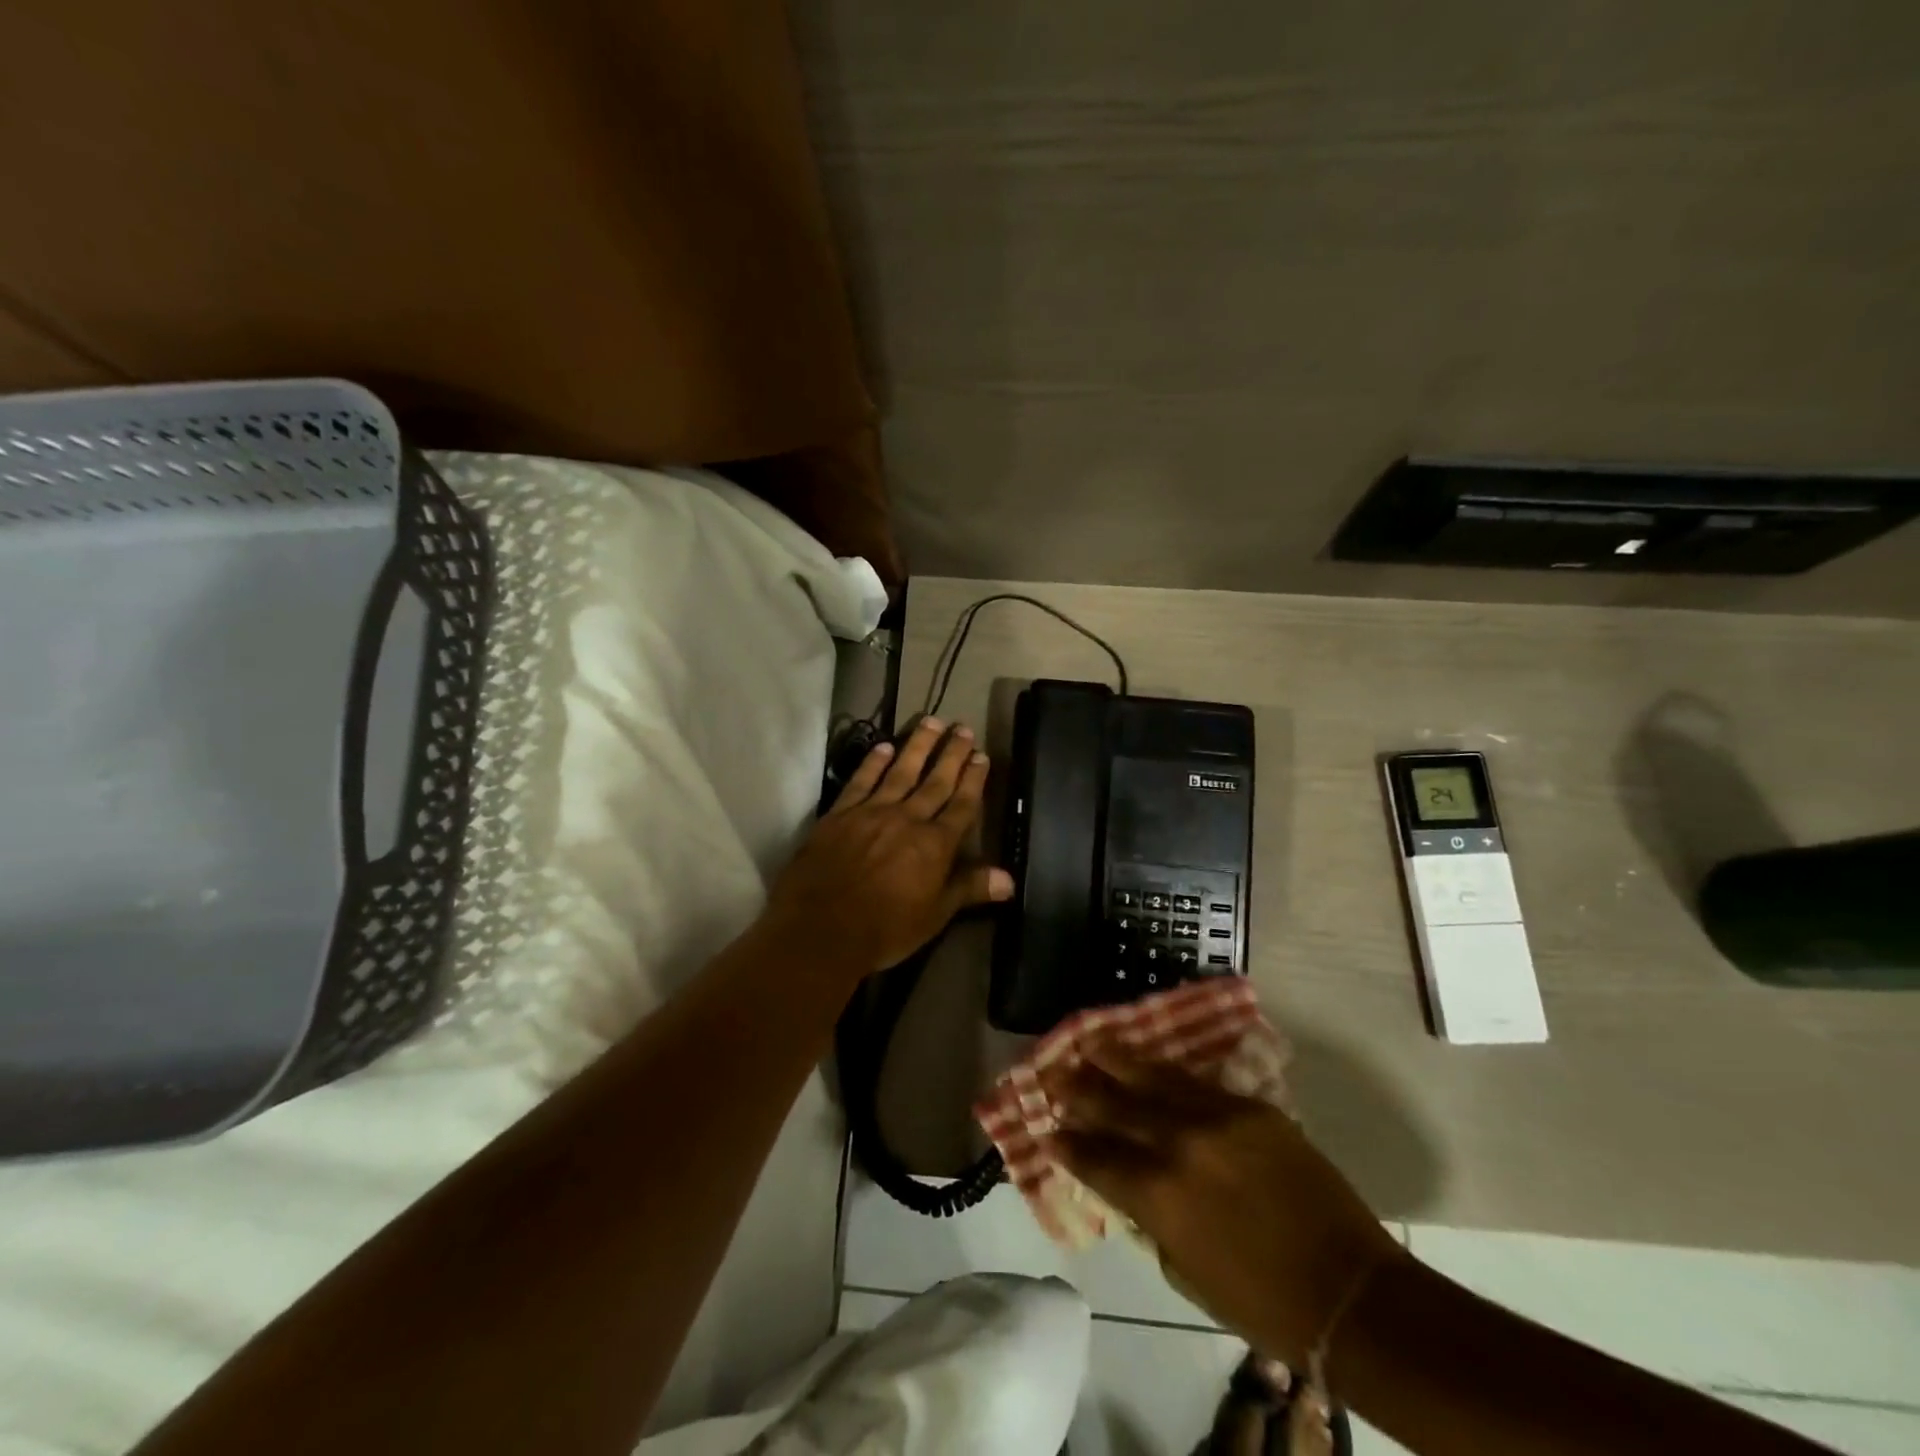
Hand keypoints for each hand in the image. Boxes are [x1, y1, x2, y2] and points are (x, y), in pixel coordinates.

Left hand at [762, 717, 1012, 980]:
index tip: (981, 756)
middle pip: (935, 781)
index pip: (961, 805)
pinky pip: (861, 781)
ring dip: (918, 746)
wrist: (820, 930)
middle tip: (963, 728)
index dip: (973, 780)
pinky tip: (883, 747)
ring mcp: (871, 813)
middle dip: (952, 754)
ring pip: (900, 771)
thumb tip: (1010, 878)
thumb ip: (969, 889)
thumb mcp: (934, 916)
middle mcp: (907, 820)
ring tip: (931, 722)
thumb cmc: (883, 930)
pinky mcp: (840, 814)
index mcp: (935, 845)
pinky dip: (872, 763)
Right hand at [1044, 1043, 1405, 1369]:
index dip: (1067, 1143)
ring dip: (1115, 1060)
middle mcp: (1179, 1144)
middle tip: (1051, 1072)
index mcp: (1158, 1195)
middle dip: (1077, 1088)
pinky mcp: (1249, 1107)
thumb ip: (1150, 1218)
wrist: (1350, 1293)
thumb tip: (1129, 1183)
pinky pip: (1195, 1081)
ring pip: (1152, 1076)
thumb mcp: (1185, 1270)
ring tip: (1088, 1042)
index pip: (1096, 1158)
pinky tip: (1147, 1061)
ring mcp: (1216, 1118)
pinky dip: (1164, 1071)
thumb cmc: (1261, 1301)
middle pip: (1114, 1104)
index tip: (1047, 1129)